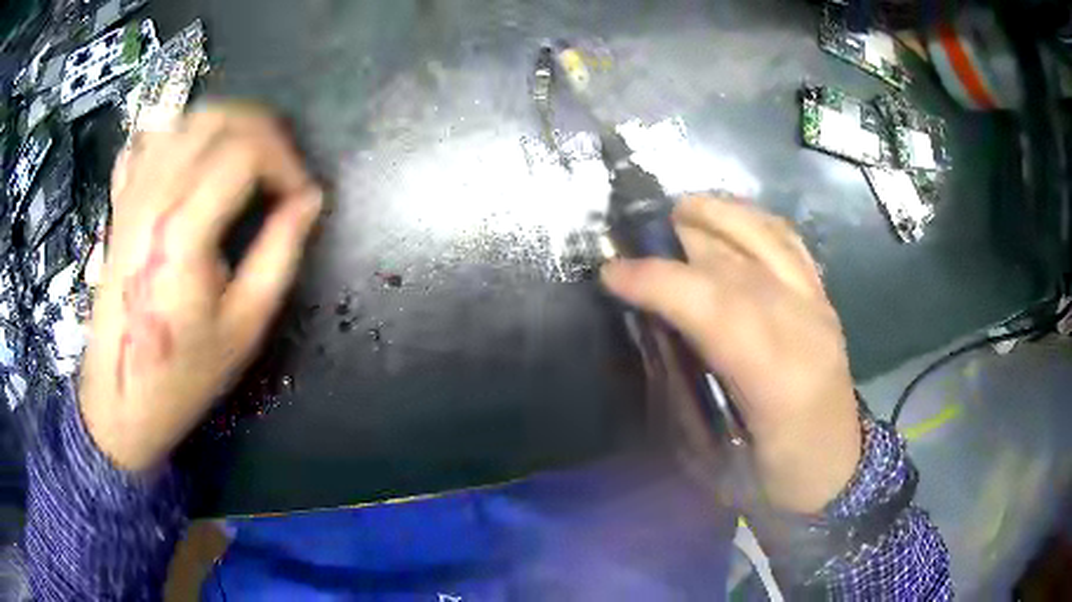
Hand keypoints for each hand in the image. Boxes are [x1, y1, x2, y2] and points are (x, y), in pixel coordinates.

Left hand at [80, 104, 321, 472]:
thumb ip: (280, 253)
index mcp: (184, 229)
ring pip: (187, 118)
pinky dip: (182, 132)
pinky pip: (151, 138)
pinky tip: (195, 157)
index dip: (286, 161)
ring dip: (228, 125)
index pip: (247, 150)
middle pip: (218, 119)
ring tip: (248, 159)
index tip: (301, 194)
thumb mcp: (244, 326)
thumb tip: (309, 200)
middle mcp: (154, 195)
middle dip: (264, 131)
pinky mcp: (121, 201)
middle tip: (282, 169)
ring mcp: (132, 193)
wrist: (120, 397)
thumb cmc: (182, 373)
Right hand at [601, 196, 860, 513]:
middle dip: (679, 242)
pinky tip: (730, 217)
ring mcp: (820, 309)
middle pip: (738, 266)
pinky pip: (792, 245)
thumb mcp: (717, 461)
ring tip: (680, 210)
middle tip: (635, 236)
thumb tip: (651, 335)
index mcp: (779, 381)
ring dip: (721, 215)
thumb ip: (685, 395)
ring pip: (771, 240)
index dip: (660, 282)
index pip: (716, 309)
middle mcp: (806, 330)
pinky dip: (757, 221)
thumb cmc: (774, 480)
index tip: (612, 273)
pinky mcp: (826, 303)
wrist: (837, 474)